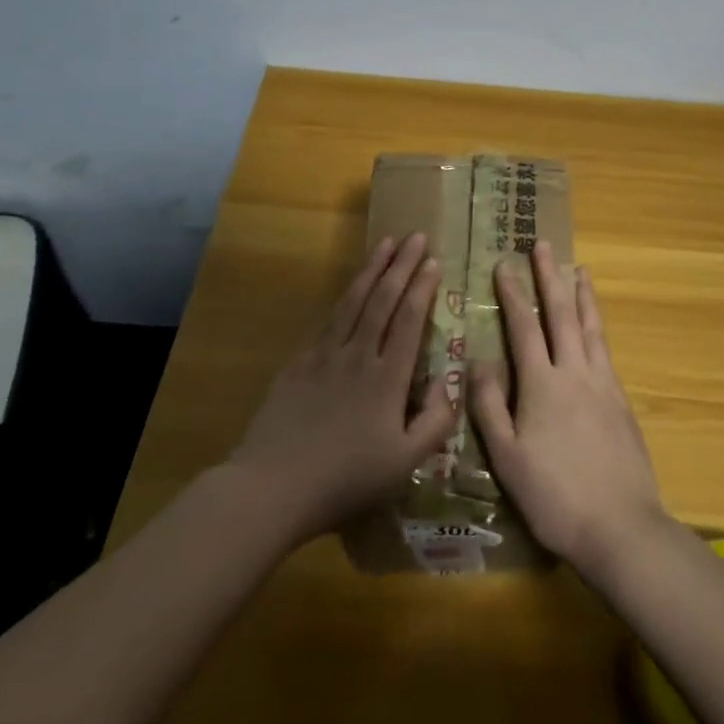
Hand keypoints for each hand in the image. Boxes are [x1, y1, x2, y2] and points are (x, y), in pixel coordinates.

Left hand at [226, 233, 457, 545]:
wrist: (273, 487)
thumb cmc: (345, 480)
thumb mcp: (404, 464)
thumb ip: (435, 422)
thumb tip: (451, 382)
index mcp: (388, 378)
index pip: (409, 320)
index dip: (422, 288)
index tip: (433, 260)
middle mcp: (358, 355)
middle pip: (383, 300)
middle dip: (401, 265)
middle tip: (416, 236)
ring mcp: (325, 355)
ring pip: (353, 301)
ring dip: (372, 269)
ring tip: (386, 243)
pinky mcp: (299, 362)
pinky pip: (327, 319)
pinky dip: (343, 296)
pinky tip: (350, 286)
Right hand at [470, 241, 666, 572]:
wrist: (620, 526)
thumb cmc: (554, 496)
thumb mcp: (507, 458)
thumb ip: (491, 406)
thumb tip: (479, 360)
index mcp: (542, 384)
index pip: (523, 327)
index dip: (512, 294)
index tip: (504, 264)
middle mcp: (574, 372)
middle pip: (560, 314)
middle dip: (550, 277)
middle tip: (543, 246)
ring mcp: (603, 384)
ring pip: (590, 327)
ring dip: (582, 295)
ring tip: (580, 269)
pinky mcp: (622, 401)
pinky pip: (606, 349)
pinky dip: (598, 326)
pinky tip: (596, 326)